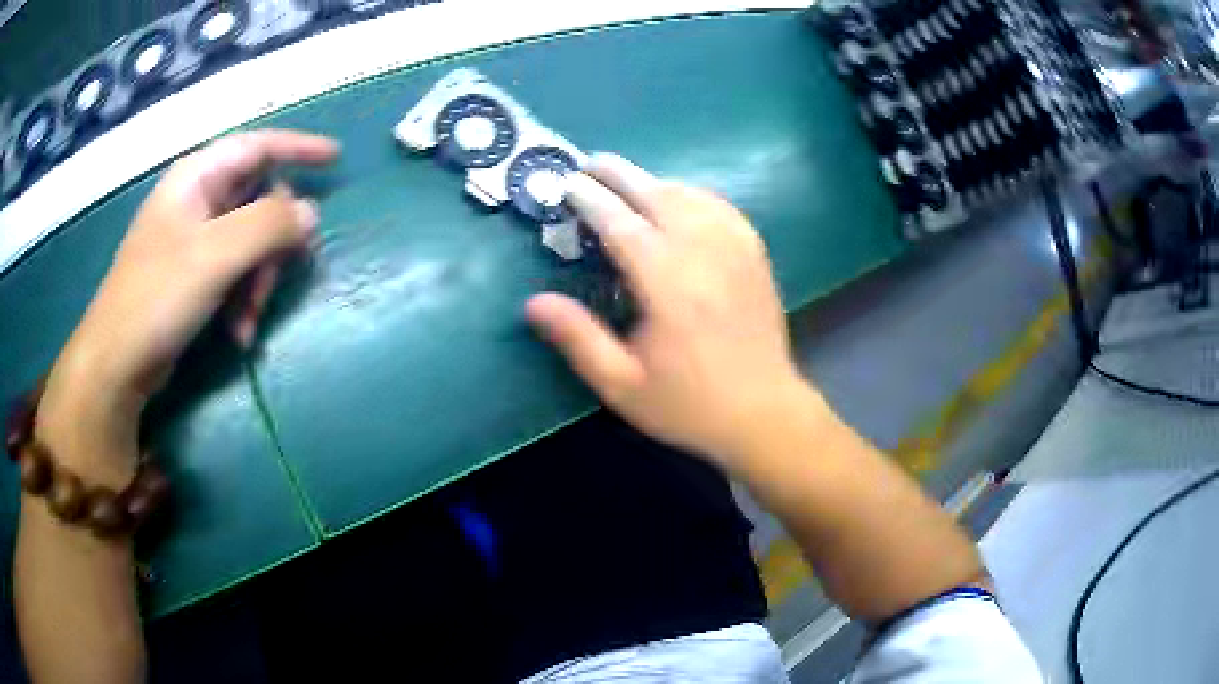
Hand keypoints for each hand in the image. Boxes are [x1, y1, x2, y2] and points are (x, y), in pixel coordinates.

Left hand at [37, 130, 337, 481]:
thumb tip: (311, 214)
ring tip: (248, 320)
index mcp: (198, 177)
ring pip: (250, 242)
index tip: (335, 158)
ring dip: (259, 280)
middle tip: (272, 280)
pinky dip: (243, 299)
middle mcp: (198, 200)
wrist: (117, 362)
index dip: (298, 147)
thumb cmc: (158, 297)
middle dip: (272, 243)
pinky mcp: (193, 275)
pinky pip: (235, 272)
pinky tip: (239, 332)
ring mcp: (194, 239)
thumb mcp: (215, 256)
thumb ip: (268, 226)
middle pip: (259, 200)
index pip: (259, 146)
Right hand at [526, 154, 805, 469]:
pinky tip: (681, 200)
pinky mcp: (755, 256)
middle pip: (656, 194)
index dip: (589, 199)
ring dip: (654, 181)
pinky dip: (693, 194)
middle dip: (619, 174)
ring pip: (690, 194)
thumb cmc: (688, 403)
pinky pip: (721, 207)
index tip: (566, 183)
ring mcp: (735, 249)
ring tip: (627, 182)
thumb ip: (578, 338)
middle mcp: (702, 252)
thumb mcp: (622, 384)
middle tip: (590, 163)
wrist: (763, 413)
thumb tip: (533, 302)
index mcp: (666, 282)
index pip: (619, 222)